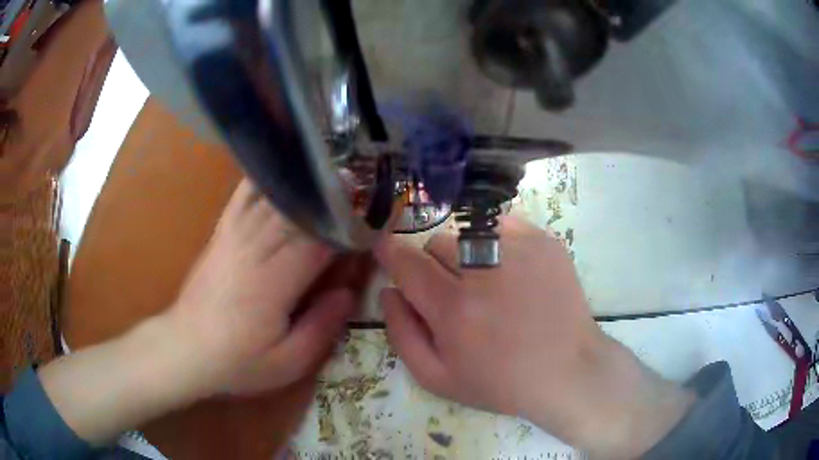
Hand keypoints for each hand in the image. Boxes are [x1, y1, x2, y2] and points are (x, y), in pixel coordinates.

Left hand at [169, 179, 357, 394]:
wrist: (185, 349)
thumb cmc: (238, 362)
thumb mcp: (287, 363)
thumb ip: (321, 328)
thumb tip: (348, 293)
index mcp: (274, 282)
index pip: (319, 243)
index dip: (348, 229)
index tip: (372, 220)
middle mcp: (254, 250)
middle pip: (298, 215)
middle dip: (331, 200)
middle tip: (361, 186)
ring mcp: (233, 238)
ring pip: (273, 201)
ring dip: (303, 186)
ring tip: (329, 173)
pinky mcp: (220, 235)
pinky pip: (241, 199)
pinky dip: (261, 181)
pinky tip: (276, 168)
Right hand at [376, 216, 693, 457]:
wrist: (567, 370)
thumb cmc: (501, 382)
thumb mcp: (438, 378)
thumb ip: (401, 334)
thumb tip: (388, 291)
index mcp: (454, 309)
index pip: (406, 261)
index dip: (390, 252)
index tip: (385, 249)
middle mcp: (484, 271)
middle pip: (437, 244)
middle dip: (436, 266)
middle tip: (456, 293)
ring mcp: (519, 249)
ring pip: (468, 233)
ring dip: (466, 255)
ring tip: (489, 284)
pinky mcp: (544, 241)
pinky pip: (501, 225)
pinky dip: (495, 242)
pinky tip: (510, 271)